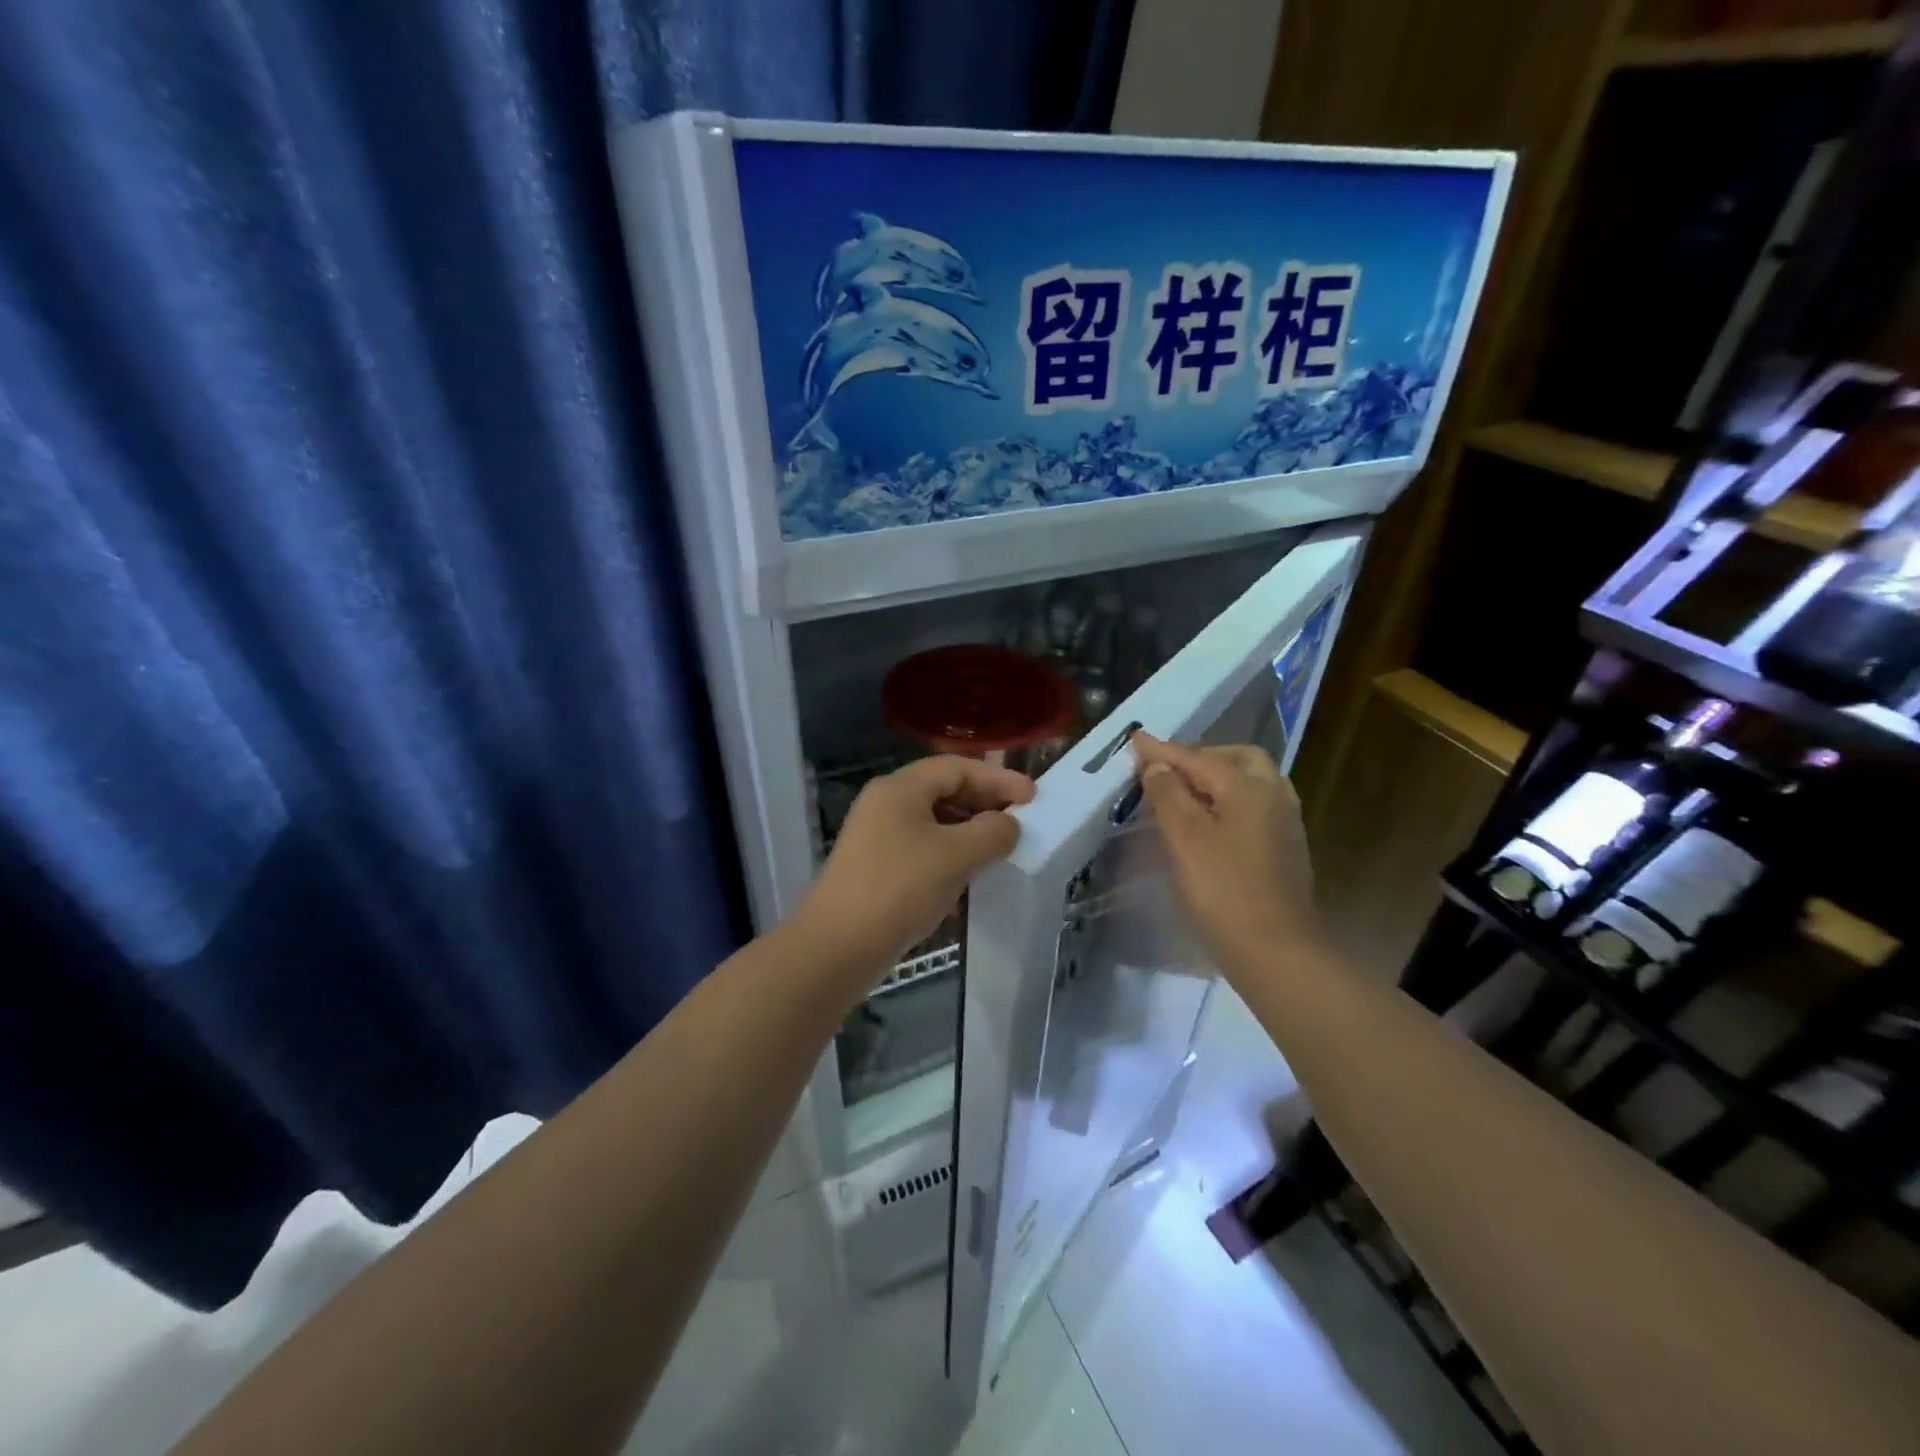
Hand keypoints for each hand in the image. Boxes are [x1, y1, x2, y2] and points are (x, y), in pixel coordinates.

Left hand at [789, 756, 1034, 986]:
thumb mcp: (955, 855)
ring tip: (1001, 849)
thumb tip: (1008, 825)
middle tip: (1020, 821)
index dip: (998, 778)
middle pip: (944, 790)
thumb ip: (992, 832)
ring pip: (934, 823)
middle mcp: (885, 804)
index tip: (1033, 798)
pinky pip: (923, 850)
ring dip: (969, 832)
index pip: (957, 767)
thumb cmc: (899, 889)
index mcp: (900, 788)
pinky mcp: (877, 869)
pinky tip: (970, 878)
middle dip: (985, 803)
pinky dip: (951, 856)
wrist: (836, 948)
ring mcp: (877, 838)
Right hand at [1131, 732, 1323, 976]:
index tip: (1134, 738)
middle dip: (1200, 756)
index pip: (1197, 758)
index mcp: (1249, 787)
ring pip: (1250, 782)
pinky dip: (1228, 800)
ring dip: (1216, 778)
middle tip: (1166, 768)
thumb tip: (1157, 764)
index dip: (1161, 750)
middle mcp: (1274, 795)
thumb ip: (1168, 794)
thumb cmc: (1223, 890)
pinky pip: (1254, 807)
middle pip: (1236, 759)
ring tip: (1183, 791)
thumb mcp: (1184, 838)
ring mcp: (1285, 823)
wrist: (1276, 951)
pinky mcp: (1285, 849)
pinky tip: (1209, 821)